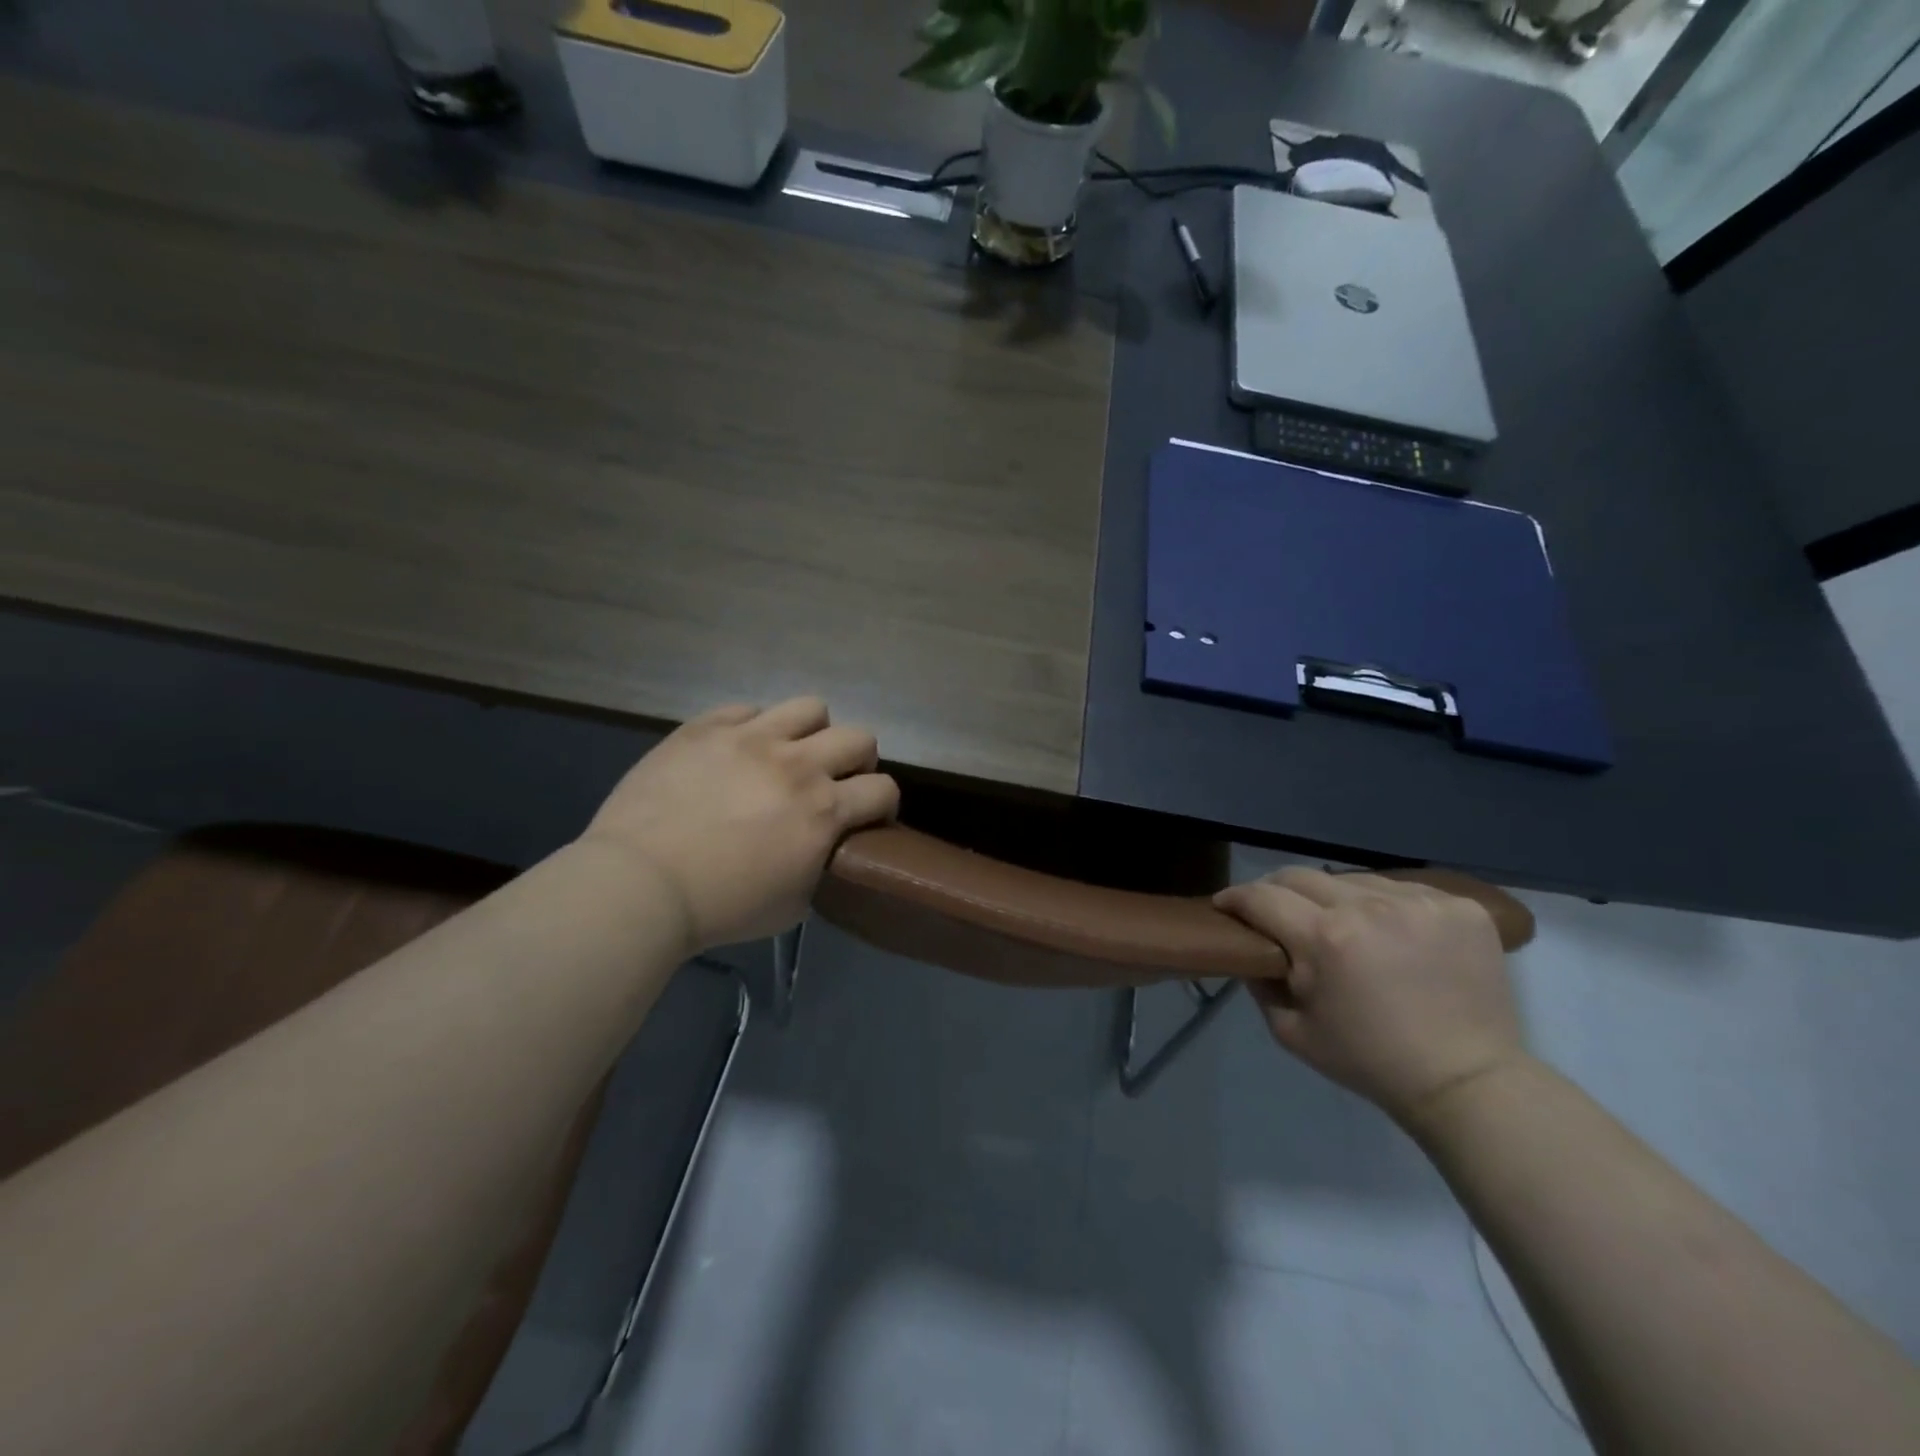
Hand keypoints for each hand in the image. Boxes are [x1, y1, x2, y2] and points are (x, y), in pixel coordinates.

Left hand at [579, 698, 898, 952]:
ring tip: (789, 755)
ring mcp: (749, 738)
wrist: (640, 885)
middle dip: (858, 760)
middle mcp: (797, 764)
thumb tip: (823, 847)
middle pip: (859, 737)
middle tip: (834, 782)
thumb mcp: (793, 904)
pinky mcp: (706, 728)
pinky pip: (746, 709)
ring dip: (811, 733)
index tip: (868, 816)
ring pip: (810, 708)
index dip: (883, 803)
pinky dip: (753, 728)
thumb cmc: (721, 907)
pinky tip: (737, 752)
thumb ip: (820, 865)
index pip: (883, 789)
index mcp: (823, 810)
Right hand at [1214, 867, 1524, 1127]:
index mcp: (1324, 938)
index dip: (1235, 898)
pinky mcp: (1458, 907)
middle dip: (1278, 891)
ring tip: (1340, 924)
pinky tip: (1389, 931)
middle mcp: (1369, 907)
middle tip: (1276, 913)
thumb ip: (1260, 984)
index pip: (1261, 897)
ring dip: (1334, 897)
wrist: (1468, 1082)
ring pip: (1352, 879)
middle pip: (1302, 876)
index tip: (1226, 905)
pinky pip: (1401, 889)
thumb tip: (1253, 950)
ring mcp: (1419, 902)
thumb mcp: (1292, 1032)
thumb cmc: (1371, 1061)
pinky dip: (1383, 904)